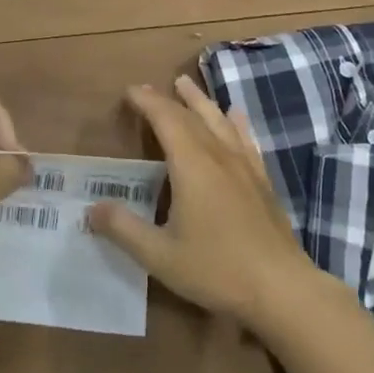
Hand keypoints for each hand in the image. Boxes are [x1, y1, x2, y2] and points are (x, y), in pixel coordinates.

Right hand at [87, 76, 319, 328]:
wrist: (281, 288)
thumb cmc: (216, 269)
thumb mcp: (159, 256)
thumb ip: (124, 229)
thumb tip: (92, 208)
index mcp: (191, 165)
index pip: (165, 120)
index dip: (147, 102)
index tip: (130, 91)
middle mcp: (218, 155)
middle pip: (191, 116)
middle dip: (167, 100)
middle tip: (148, 89)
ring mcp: (244, 166)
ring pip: (219, 121)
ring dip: (200, 101)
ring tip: (187, 85)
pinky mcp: (262, 181)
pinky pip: (245, 139)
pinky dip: (235, 122)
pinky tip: (236, 116)